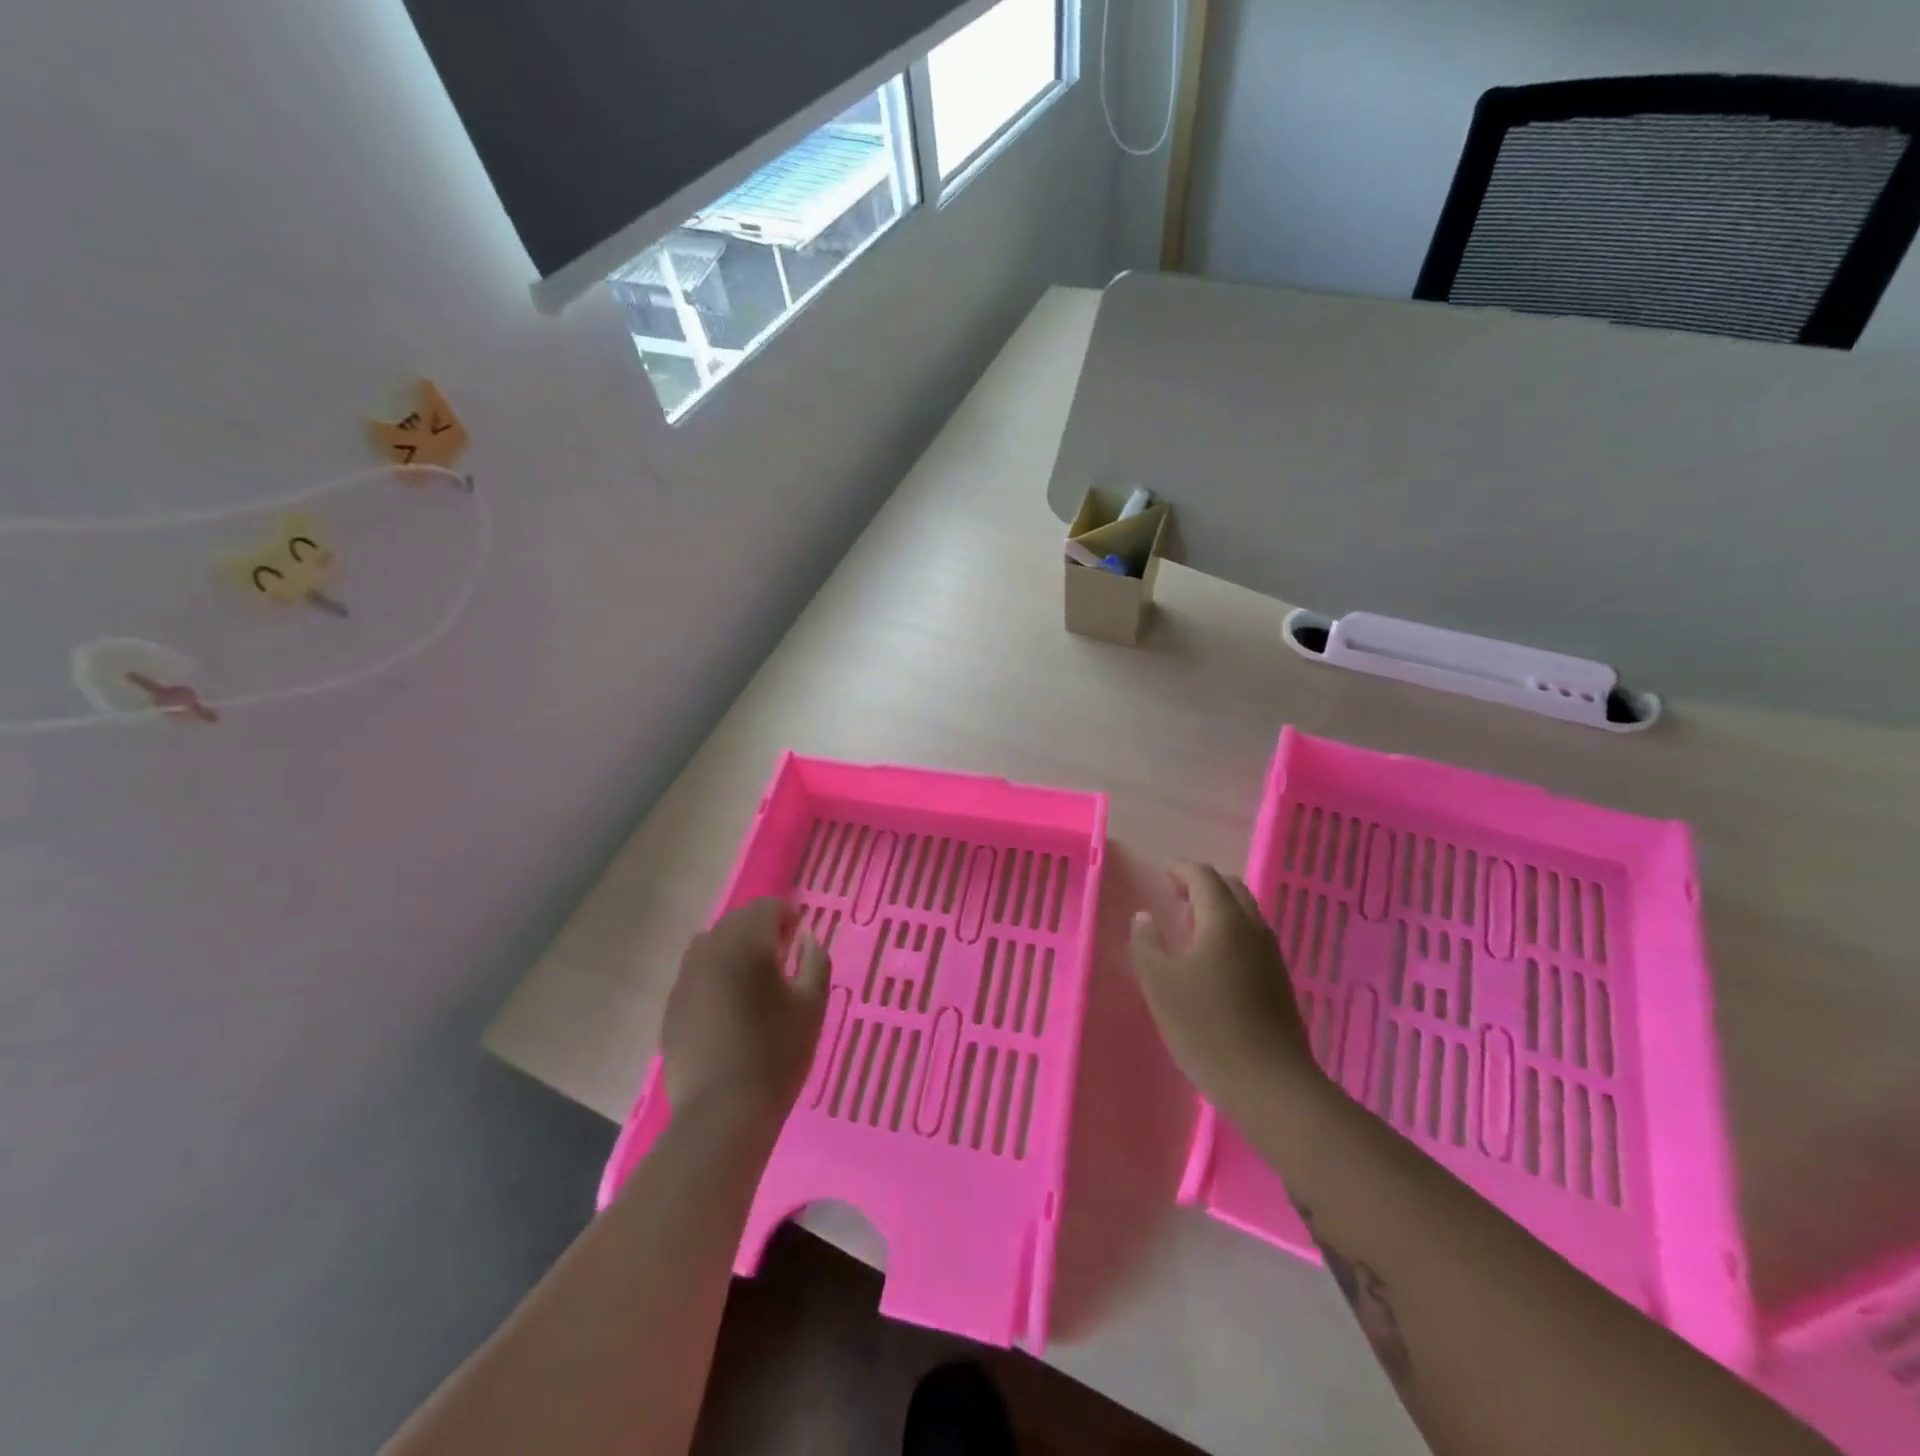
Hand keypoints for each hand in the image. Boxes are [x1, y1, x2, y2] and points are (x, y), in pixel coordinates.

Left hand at [661, 899, 831, 1135]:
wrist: (721, 1114)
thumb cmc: (775, 1054)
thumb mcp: (812, 1005)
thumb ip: (815, 961)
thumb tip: (807, 938)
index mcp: (745, 945)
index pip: (765, 908)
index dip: (787, 914)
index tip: (800, 933)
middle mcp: (709, 952)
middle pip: (735, 922)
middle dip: (760, 928)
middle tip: (782, 952)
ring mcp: (684, 980)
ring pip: (711, 945)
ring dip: (734, 948)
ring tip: (754, 976)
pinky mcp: (671, 1008)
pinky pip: (696, 975)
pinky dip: (715, 975)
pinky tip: (730, 1004)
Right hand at [1129, 862, 1321, 1115]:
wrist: (1270, 1085)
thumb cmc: (1206, 1028)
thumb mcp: (1159, 985)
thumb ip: (1146, 944)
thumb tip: (1144, 917)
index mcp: (1224, 921)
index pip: (1204, 876)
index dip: (1181, 869)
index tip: (1162, 874)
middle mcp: (1253, 929)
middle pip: (1231, 888)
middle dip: (1202, 884)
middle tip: (1175, 896)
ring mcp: (1271, 955)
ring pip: (1246, 913)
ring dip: (1218, 908)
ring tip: (1189, 926)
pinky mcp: (1279, 981)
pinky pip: (1252, 937)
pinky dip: (1230, 930)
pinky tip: (1212, 959)